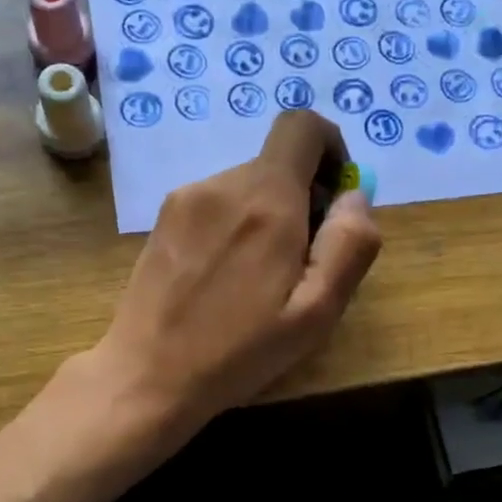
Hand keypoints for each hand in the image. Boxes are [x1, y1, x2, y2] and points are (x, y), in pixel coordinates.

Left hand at [90, 110, 381, 435]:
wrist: (146, 375)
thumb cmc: (239, 352)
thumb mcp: (316, 312)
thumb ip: (350, 245)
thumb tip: (354, 195)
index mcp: (267, 200)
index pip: (304, 126)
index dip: (332, 149)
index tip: (334, 199)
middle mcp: (223, 184)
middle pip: (278, 163)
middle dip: (302, 199)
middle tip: (299, 264)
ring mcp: (185, 198)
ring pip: (247, 186)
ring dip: (268, 217)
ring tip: (258, 280)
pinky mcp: (163, 218)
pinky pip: (216, 204)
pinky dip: (235, 226)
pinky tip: (224, 278)